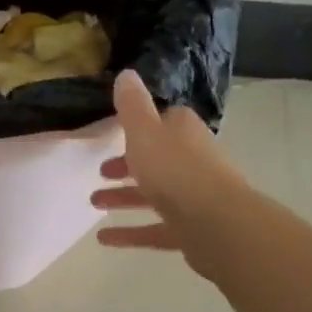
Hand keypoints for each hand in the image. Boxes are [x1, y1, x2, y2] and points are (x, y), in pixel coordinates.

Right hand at [92, 70, 250, 276]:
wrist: (217, 224)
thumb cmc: (175, 170)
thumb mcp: (144, 131)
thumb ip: (132, 105)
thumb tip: (126, 73)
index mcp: (183, 132)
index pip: (163, 122)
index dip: (140, 126)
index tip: (115, 133)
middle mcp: (192, 160)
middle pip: (157, 159)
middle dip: (128, 165)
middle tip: (101, 172)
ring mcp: (194, 197)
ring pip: (154, 194)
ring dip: (124, 198)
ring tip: (94, 203)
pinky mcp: (190, 229)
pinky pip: (155, 228)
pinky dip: (131, 232)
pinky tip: (104, 238)